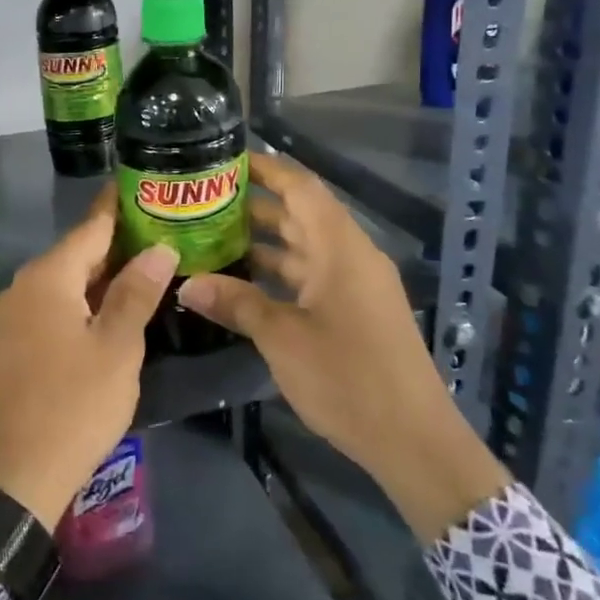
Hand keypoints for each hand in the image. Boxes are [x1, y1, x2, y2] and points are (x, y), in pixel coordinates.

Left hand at [0, 193, 176, 528]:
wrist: (15, 475)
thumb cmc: (74, 405)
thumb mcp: (117, 348)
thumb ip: (137, 293)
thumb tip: (159, 248)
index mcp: (48, 278)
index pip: (91, 227)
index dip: (118, 205)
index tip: (142, 183)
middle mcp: (24, 287)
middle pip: (78, 253)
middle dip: (118, 242)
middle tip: (160, 228)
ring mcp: (14, 316)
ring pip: (66, 281)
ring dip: (103, 274)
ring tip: (146, 264)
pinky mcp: (13, 343)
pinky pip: (53, 305)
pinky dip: (84, 300)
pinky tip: (111, 308)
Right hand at [176, 154, 509, 541]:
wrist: (414, 441)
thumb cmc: (348, 379)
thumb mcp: (282, 338)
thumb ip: (236, 303)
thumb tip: (185, 283)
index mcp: (340, 248)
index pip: (302, 187)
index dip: (266, 167)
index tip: (226, 158)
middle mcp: (350, 256)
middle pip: (301, 213)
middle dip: (255, 203)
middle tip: (204, 198)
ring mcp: (355, 284)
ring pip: (304, 246)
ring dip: (264, 239)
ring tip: (213, 233)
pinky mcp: (355, 310)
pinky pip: (312, 274)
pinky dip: (279, 270)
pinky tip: (243, 279)